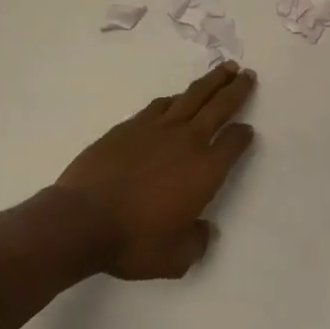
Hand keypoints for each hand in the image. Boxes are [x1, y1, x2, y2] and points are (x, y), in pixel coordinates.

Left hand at [54, 63, 257, 280]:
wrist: (81, 219)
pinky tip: (177, 98)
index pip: (234, 143)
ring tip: (223, 69)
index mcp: (205, 171)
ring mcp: (157, 128)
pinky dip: (175, 98)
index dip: (243, 135)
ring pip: (192, 96)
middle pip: (219, 106)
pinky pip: (161, 105)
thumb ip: (196, 243)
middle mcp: (188, 141)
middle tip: (247, 73)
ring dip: (211, 82)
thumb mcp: (175, 259)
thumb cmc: (133, 242)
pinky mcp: (130, 126)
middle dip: (236, 89)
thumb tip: (203, 230)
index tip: (247, 131)